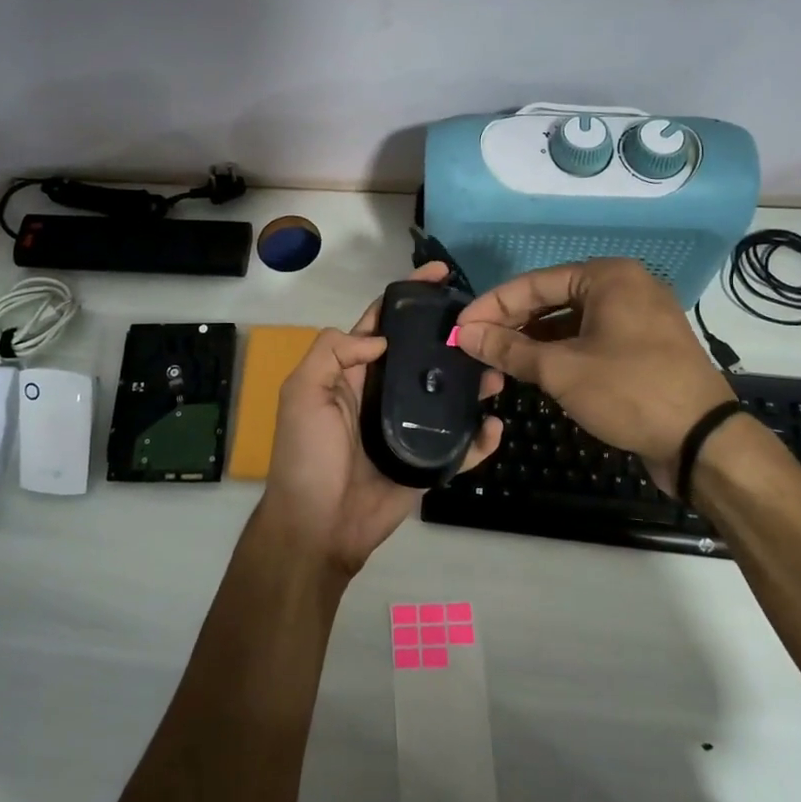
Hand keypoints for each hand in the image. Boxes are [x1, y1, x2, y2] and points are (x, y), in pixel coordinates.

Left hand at [261, 263, 502, 577]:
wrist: (318, 526)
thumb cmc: (307, 454)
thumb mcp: (303, 391)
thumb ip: (333, 352)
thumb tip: (382, 337)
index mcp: (352, 372)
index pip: (383, 323)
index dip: (408, 297)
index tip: (441, 275)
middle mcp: (382, 393)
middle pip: (423, 356)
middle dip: (451, 338)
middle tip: (486, 327)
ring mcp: (407, 427)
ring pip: (446, 395)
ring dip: (472, 383)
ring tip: (496, 372)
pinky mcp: (425, 462)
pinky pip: (459, 446)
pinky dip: (479, 437)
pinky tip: (495, 426)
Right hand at [455, 258, 735, 489]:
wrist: (702, 442)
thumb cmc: (629, 392)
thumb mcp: (561, 370)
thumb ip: (509, 349)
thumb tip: (464, 334)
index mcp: (608, 276)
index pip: (533, 283)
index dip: (492, 306)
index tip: (459, 328)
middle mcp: (624, 287)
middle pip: (551, 299)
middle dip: (511, 323)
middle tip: (474, 345)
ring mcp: (637, 317)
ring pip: (569, 321)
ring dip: (533, 340)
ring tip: (496, 359)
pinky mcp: (642, 346)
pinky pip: (589, 338)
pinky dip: (559, 351)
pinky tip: (533, 369)